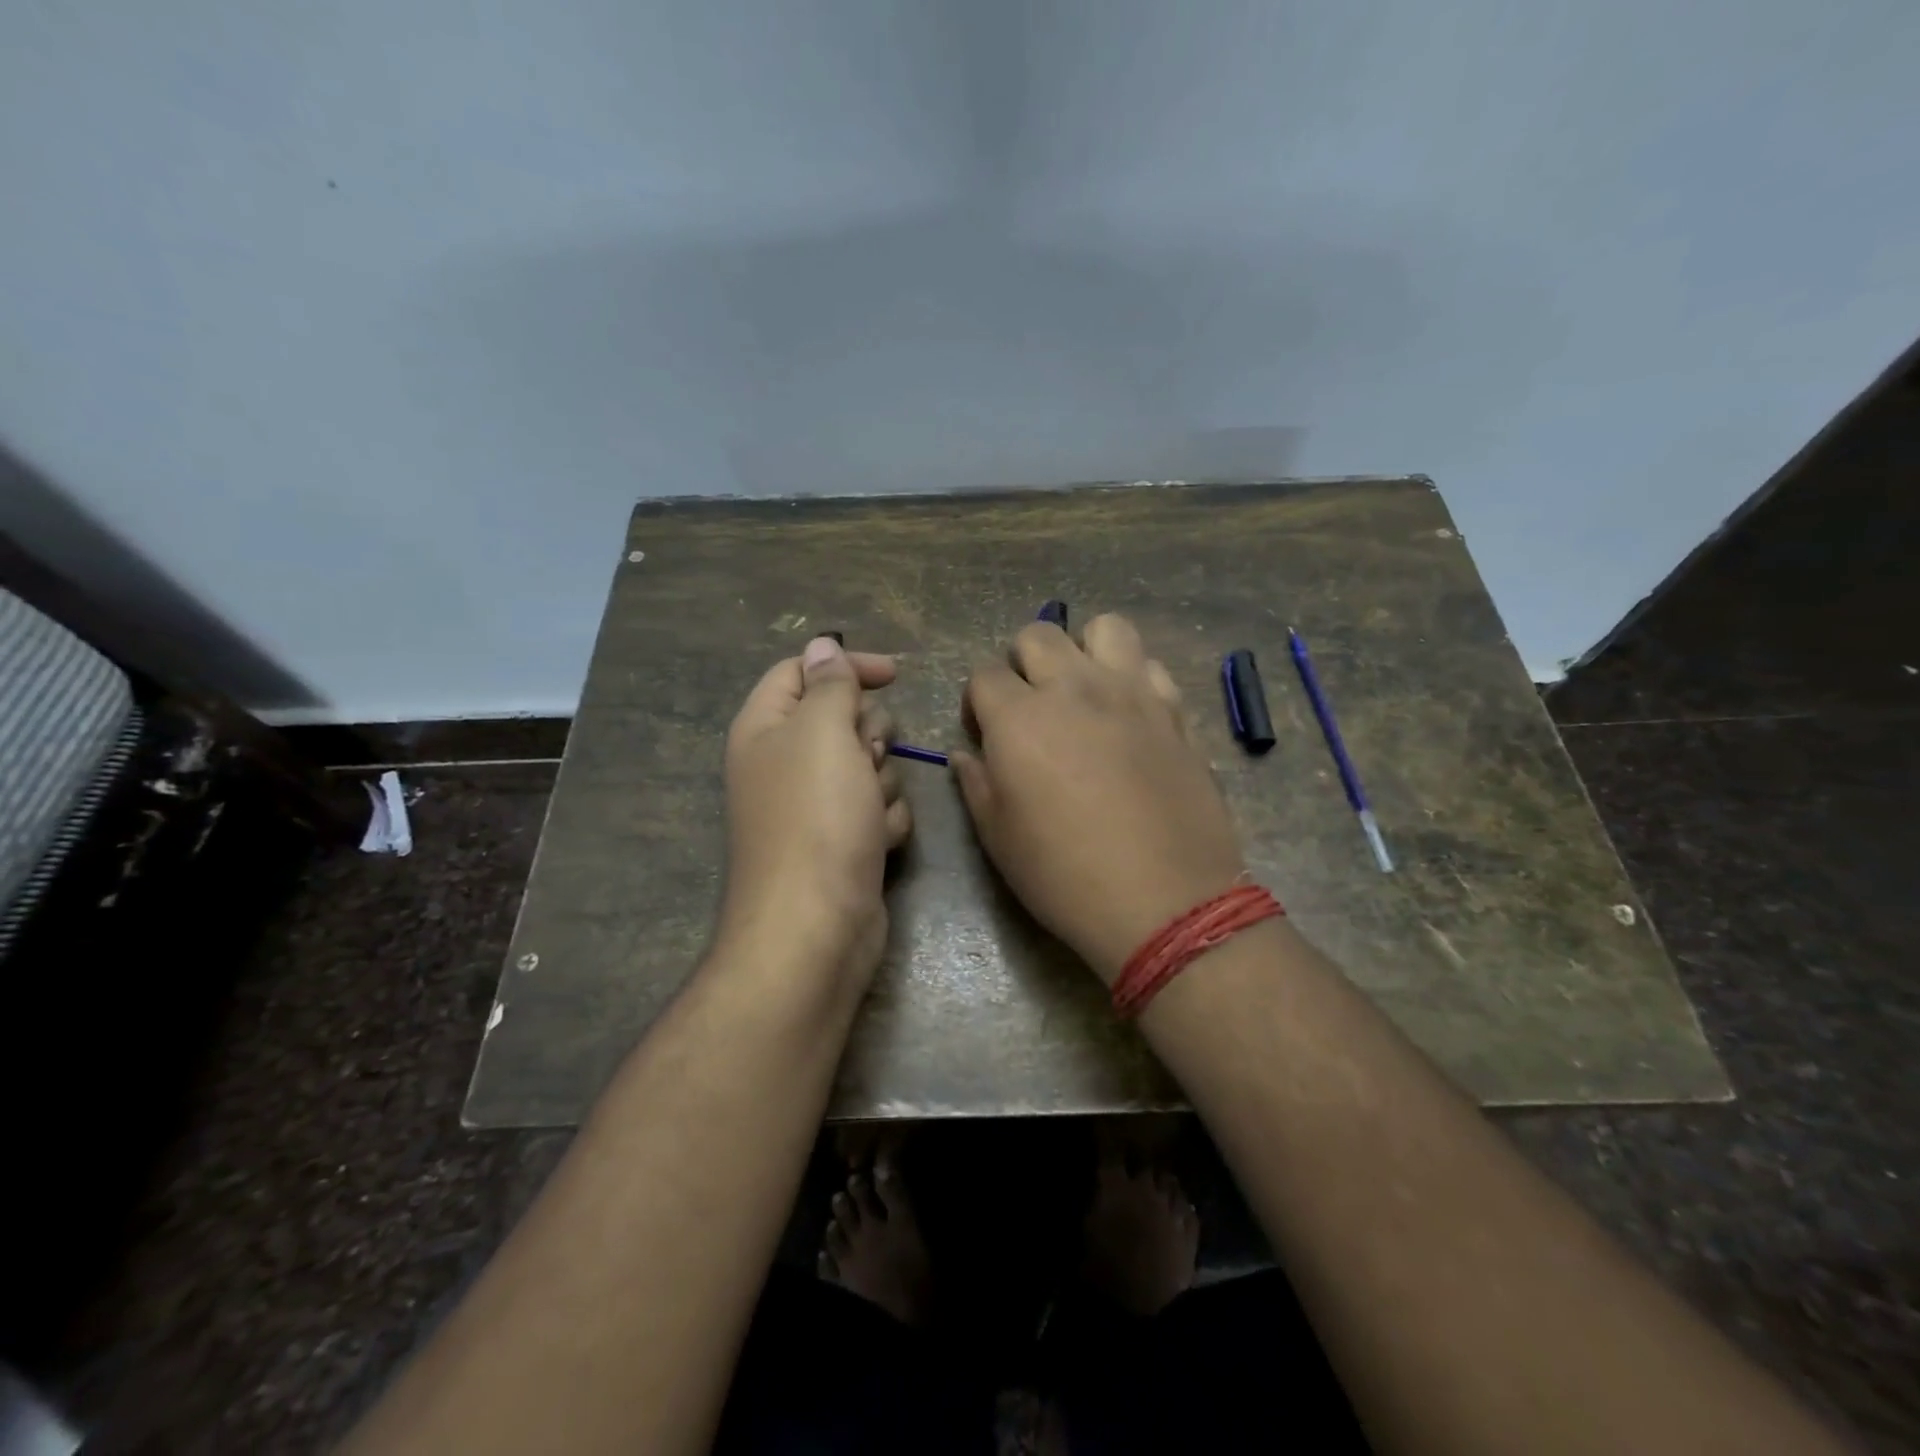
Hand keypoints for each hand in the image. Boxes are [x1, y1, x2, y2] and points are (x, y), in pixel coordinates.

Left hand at [719, 636, 911, 985]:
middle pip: (843, 718)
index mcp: (765, 728)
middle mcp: (785, 763)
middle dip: (868, 735)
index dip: (846, 665)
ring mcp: (815, 806)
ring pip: (870, 765)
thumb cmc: (816, 819)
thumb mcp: (823, 733)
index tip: (893, 674)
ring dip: (881, 783)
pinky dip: (884, 821)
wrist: (816, 927)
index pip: (802, 671)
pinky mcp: (843, 841)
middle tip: (865, 757)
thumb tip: (821, 646)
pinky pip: (878, 808)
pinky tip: (875, 844)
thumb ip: (829, 684)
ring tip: (868, 813)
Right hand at [953, 615, 1245, 984]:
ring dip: (1085, 650)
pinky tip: (1131, 715)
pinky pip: (1151, 667)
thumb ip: (975, 783)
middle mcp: (1074, 689)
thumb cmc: (1065, 876)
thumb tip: (965, 754)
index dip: (977, 702)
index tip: (985, 735)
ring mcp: (1132, 694)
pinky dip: (1134, 678)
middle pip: (1038, 634)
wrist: (1164, 902)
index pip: (983, 674)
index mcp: (1019, 718)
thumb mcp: (998, 838)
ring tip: (1084, 692)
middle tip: (1031, 709)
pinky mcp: (1175, 713)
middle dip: (1023, 664)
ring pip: (1105, 628)